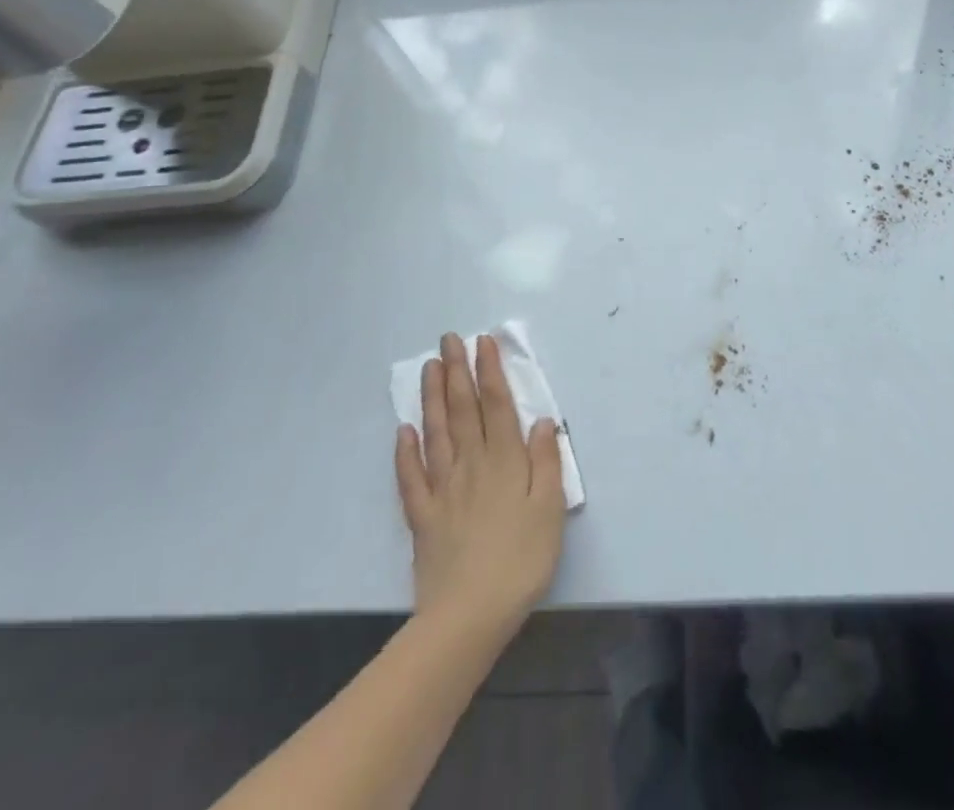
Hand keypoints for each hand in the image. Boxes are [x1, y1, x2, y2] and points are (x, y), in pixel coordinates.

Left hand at [395, 333, 566, 637]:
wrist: (470, 615)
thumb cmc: (521, 560)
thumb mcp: (550, 510)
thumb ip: (546, 462)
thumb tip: (541, 420)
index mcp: (506, 461)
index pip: (496, 405)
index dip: (489, 371)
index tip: (482, 342)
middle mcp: (472, 465)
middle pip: (463, 410)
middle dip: (457, 371)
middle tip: (448, 339)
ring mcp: (443, 489)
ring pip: (436, 433)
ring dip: (433, 398)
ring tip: (428, 367)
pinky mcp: (423, 517)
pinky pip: (411, 478)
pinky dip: (405, 452)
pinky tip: (403, 430)